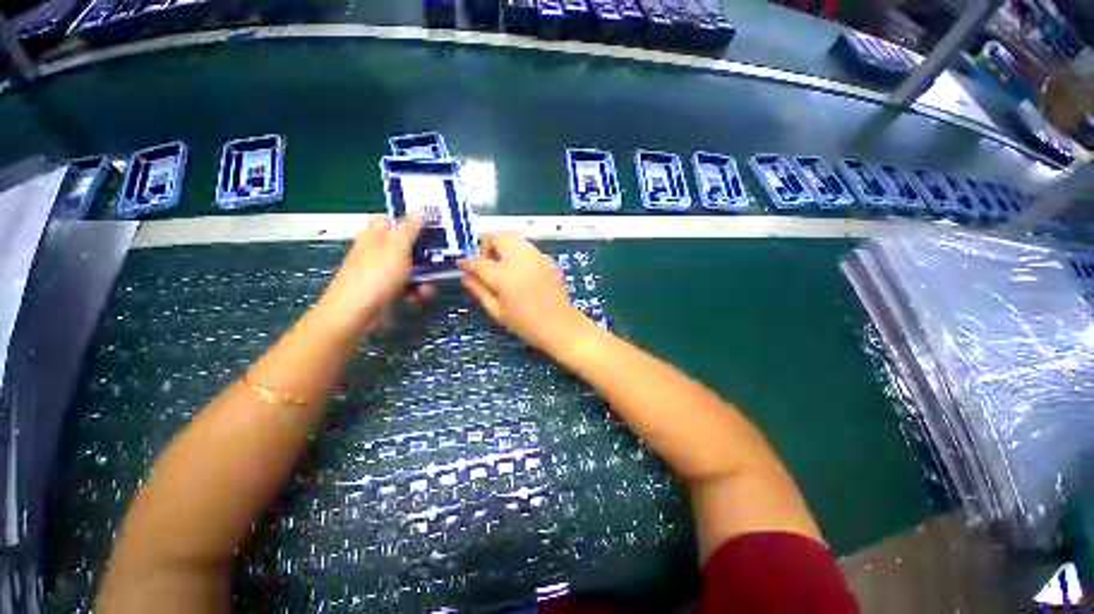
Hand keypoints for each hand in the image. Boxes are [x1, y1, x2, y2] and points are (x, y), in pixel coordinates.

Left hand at [314, 214, 430, 334]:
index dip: (408, 222)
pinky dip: (413, 291)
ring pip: (408, 268)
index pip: (390, 219)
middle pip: (405, 246)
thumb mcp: (397, 248)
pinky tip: (418, 298)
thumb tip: (418, 211)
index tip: (428, 229)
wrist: (355, 312)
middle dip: (423, 257)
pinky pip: (404, 285)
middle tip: (439, 262)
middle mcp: (377, 251)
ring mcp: (380, 271)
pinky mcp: (385, 289)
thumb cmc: (376, 275)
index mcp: (375, 235)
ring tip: (428, 289)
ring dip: (422, 278)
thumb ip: (409, 229)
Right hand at [458, 232, 592, 354]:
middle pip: (497, 236)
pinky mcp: (547, 259)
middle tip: (488, 264)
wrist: (561, 325)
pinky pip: (526, 247)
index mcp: (505, 276)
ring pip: (513, 237)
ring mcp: (536, 257)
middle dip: (487, 246)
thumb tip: (466, 276)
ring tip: (503, 268)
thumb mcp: (497, 311)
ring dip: (502, 246)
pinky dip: (517, 252)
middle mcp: (520, 259)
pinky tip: (520, 272)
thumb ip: (479, 290)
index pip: (479, 261)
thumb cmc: (526, 324)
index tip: (462, 265)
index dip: (467, 262)